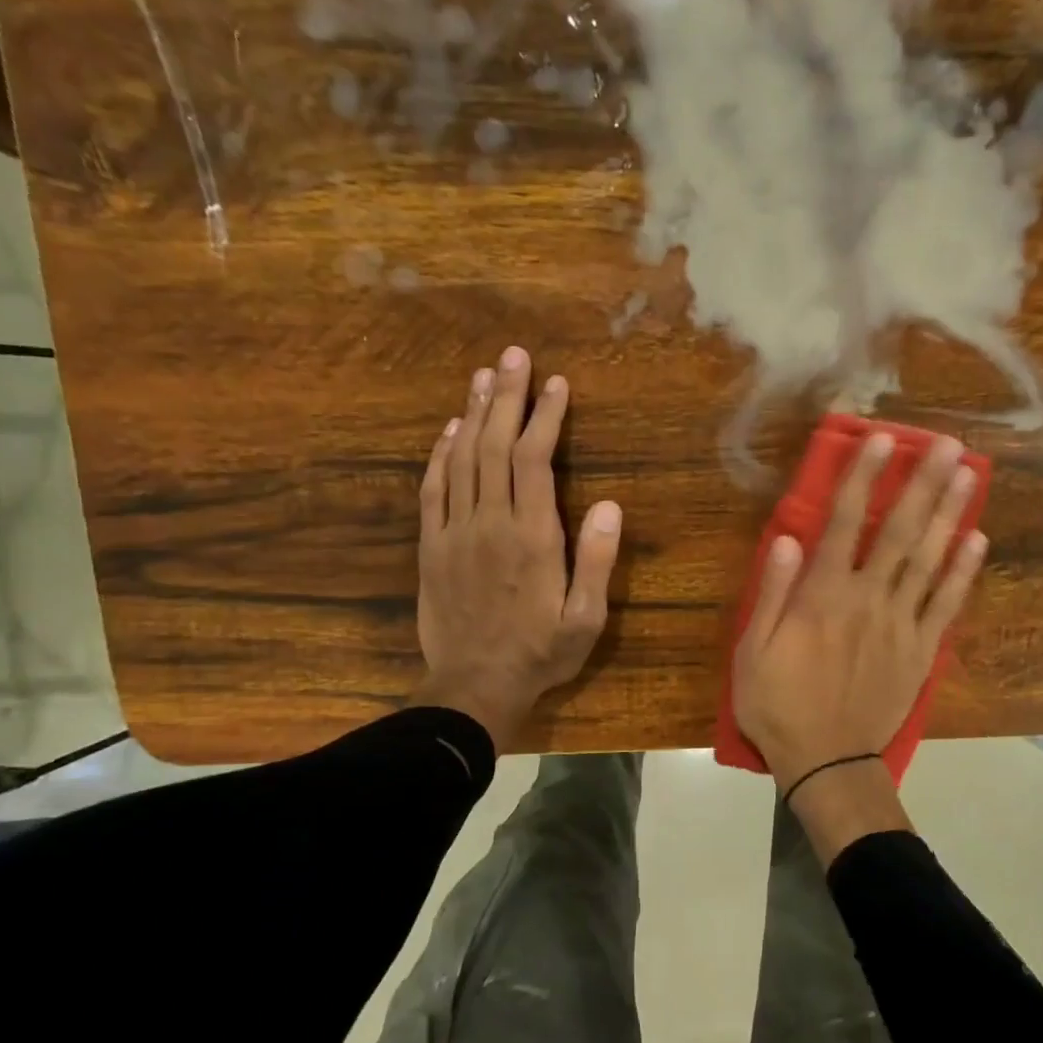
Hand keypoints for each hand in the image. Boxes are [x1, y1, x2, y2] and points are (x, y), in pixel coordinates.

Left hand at [414, 346, 621, 749]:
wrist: (473, 687)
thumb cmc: (540, 654)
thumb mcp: (585, 619)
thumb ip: (597, 561)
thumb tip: (610, 505)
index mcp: (533, 537)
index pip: (535, 460)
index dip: (545, 417)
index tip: (556, 383)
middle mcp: (491, 522)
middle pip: (495, 445)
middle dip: (508, 396)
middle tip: (514, 354)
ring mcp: (455, 532)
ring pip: (462, 458)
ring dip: (473, 413)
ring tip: (484, 375)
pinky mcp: (431, 546)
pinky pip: (433, 488)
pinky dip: (440, 453)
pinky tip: (450, 429)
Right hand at [731, 431, 987, 797]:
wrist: (828, 762)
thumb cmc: (778, 706)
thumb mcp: (751, 652)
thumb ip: (771, 593)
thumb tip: (787, 537)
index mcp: (822, 597)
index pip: (845, 523)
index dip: (863, 478)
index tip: (882, 440)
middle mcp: (867, 600)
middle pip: (899, 532)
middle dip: (923, 484)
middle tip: (948, 444)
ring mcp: (900, 625)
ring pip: (929, 560)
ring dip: (950, 514)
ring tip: (970, 474)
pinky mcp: (921, 651)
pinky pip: (946, 604)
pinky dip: (963, 572)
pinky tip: (977, 540)